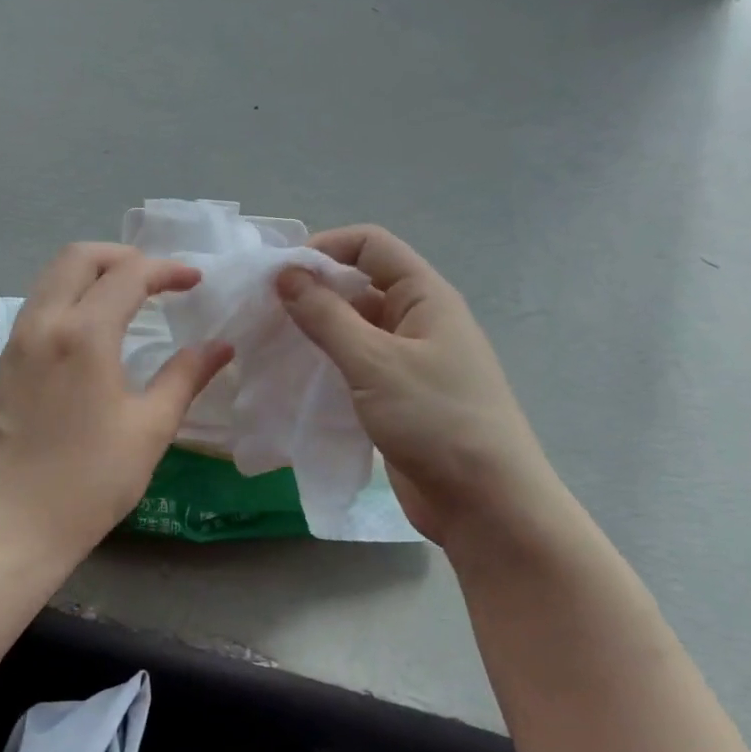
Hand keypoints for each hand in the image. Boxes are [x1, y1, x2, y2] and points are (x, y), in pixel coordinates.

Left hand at [0, 243, 233, 563]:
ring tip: (127, 295)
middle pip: (79, 257)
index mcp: (84, 334)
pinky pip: (37, 305)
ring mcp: (17, 341)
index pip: (129, 275)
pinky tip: (91, 328)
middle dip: (123, 255)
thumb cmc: (93, 479)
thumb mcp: (151, 427)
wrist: (17, 525)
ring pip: (52, 277)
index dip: (167, 270)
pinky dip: (68, 295)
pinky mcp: (3, 362)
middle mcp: (44, 323)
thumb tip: (221, 346)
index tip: (195, 281)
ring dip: (91, 272)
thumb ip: (186, 376)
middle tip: (157, 277)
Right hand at [275, 226, 560, 553]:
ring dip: (315, 330)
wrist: (487, 506)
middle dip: (312, 291)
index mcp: (425, 297)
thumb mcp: (375, 362)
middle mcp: (418, 320)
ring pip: (353, 328)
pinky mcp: (397, 396)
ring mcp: (408, 360)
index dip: (326, 247)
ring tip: (269, 342)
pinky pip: (355, 365)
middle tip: (263, 311)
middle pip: (359, 285)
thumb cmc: (436, 420)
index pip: (371, 245)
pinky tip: (293, 376)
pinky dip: (325, 363)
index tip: (281, 274)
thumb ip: (326, 316)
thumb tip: (286, 274)